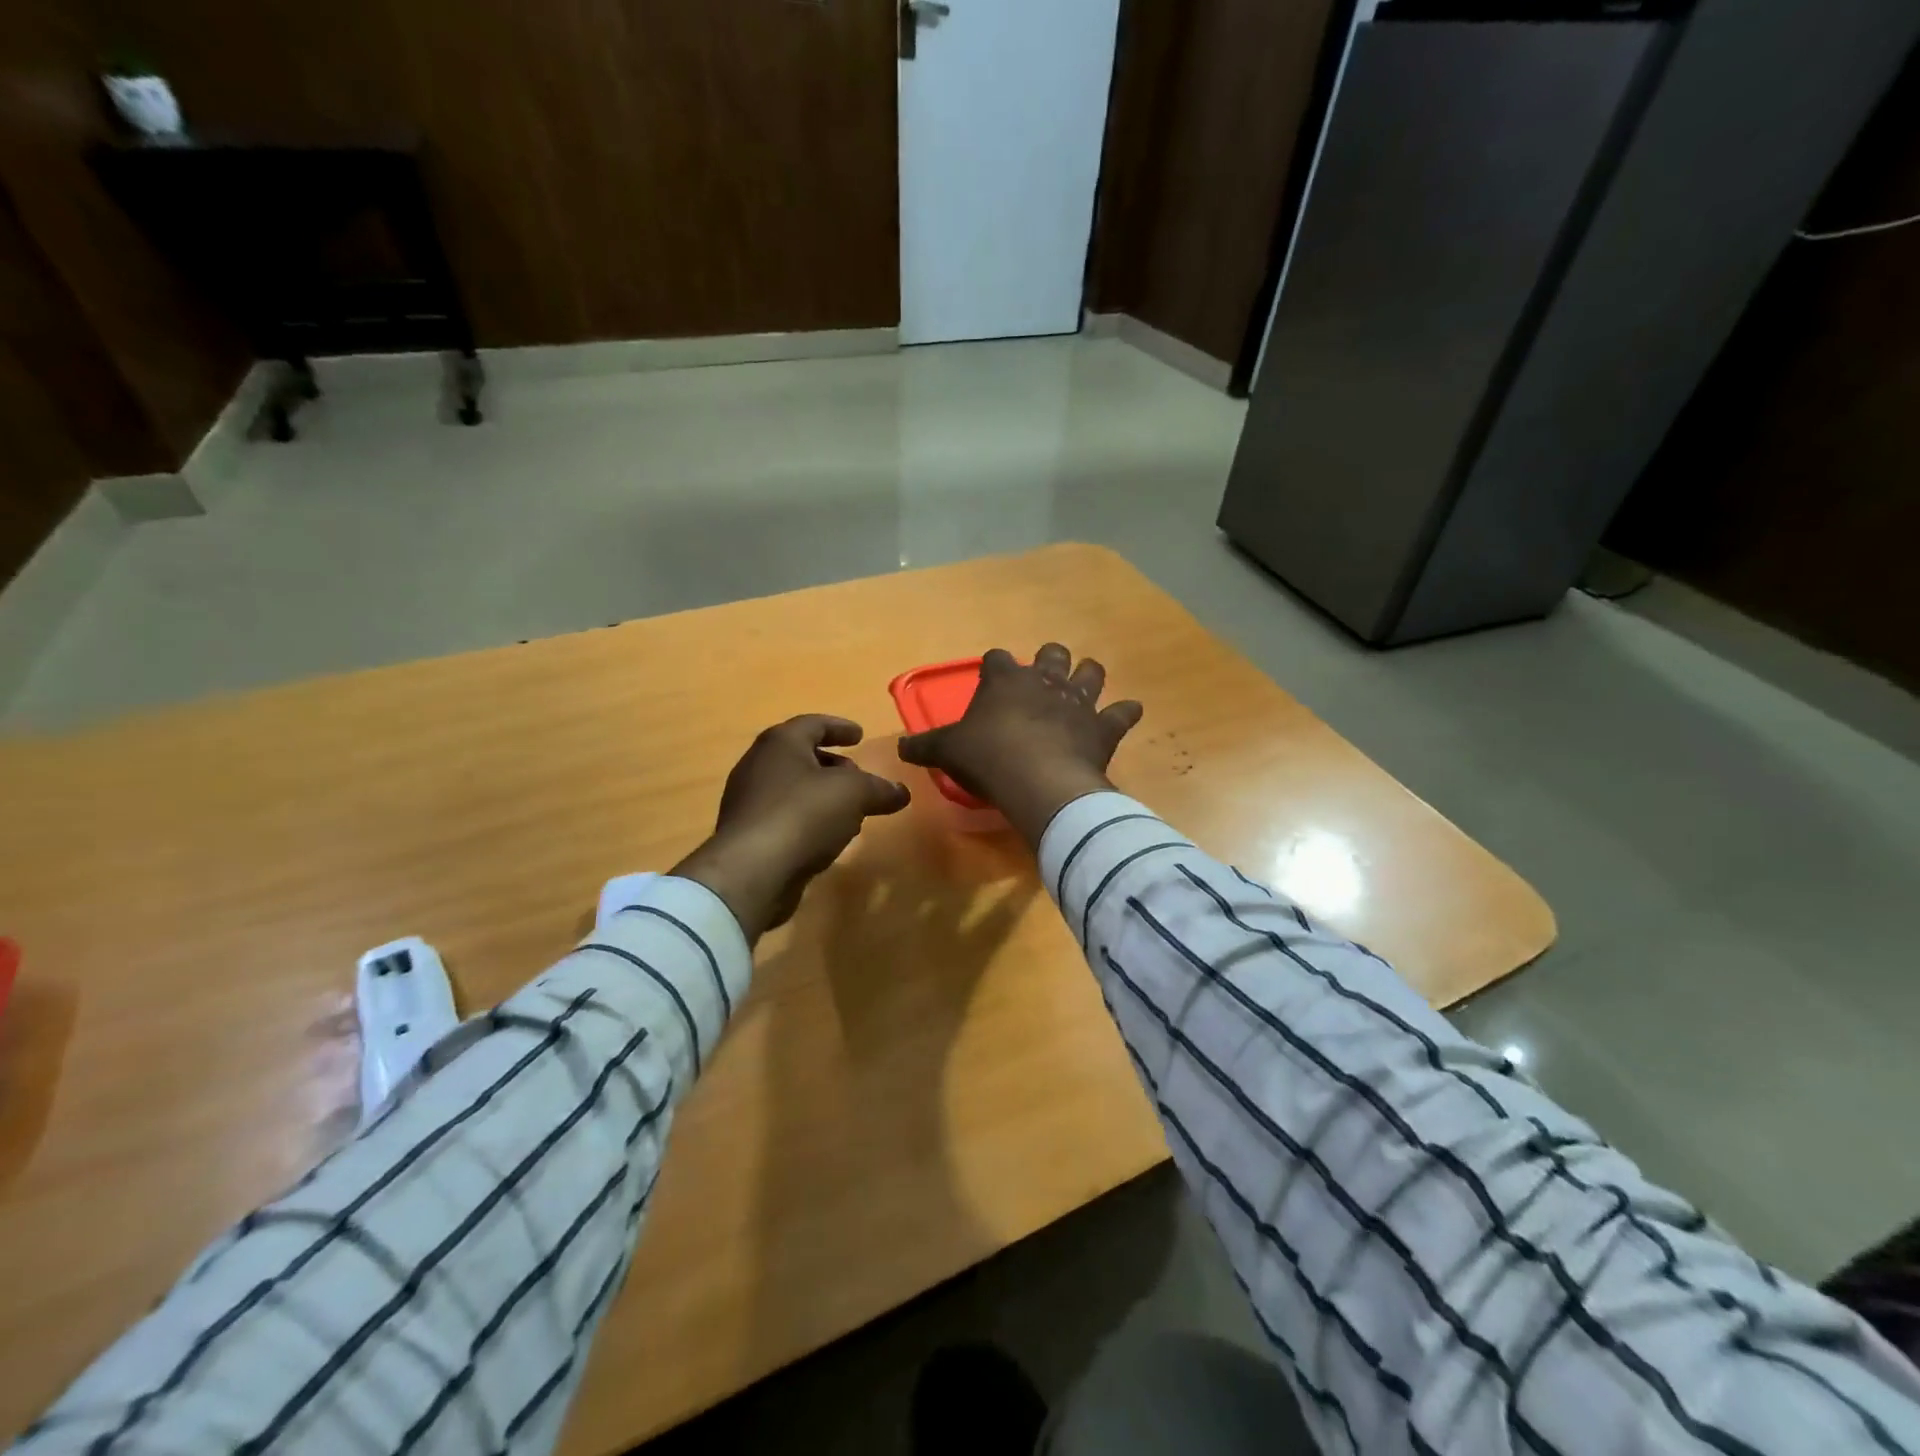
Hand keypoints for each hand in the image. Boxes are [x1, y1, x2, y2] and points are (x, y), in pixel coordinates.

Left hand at [673, 715, 910, 941]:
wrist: (751, 871)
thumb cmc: (803, 814)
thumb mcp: (853, 794)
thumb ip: (879, 789)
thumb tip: (901, 792)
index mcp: (781, 743)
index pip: (813, 724)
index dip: (839, 727)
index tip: (860, 735)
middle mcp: (759, 765)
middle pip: (800, 755)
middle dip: (832, 764)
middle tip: (857, 776)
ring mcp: (748, 801)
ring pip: (792, 788)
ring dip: (821, 795)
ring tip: (849, 810)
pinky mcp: (747, 834)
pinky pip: (784, 816)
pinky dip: (808, 819)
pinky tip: (827, 837)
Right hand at [898, 644, 1142, 844]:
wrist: (1038, 781)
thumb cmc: (988, 759)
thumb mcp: (948, 752)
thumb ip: (925, 746)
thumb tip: (900, 747)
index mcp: (1005, 681)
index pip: (997, 659)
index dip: (994, 667)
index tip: (991, 677)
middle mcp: (1044, 681)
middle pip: (1052, 654)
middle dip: (1049, 660)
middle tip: (1043, 679)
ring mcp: (1078, 701)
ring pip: (1091, 672)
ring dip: (1088, 676)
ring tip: (1084, 687)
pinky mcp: (1104, 726)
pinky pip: (1123, 712)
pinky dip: (1125, 712)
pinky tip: (1127, 714)